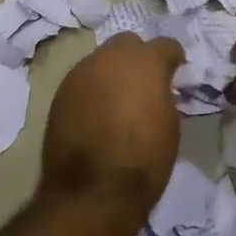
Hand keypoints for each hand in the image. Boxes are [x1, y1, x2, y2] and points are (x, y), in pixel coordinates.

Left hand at [40, 33, 185, 210]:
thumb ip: (163, 95)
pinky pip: (83, 81)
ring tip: (118, 101)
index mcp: (144, 62)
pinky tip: (97, 114)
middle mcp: (109, 58)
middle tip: (145, 84)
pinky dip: (93, 90)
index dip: (173, 60)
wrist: (93, 191)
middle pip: (127, 44)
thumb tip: (156, 90)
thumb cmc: (144, 160)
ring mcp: (80, 73)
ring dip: (113, 73)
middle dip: (138, 58)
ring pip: (101, 61)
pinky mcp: (60, 93)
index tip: (175, 74)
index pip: (165, 45)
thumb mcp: (170, 124)